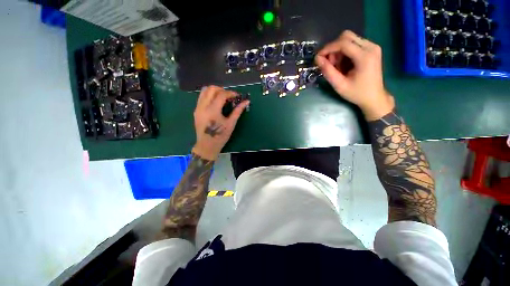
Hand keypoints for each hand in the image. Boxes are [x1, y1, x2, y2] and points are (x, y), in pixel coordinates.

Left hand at [192, 86, 249, 159]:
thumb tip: (246, 102)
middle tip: (229, 96)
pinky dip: (209, 96)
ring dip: (214, 91)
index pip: (221, 94)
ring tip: (222, 98)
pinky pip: (201, 97)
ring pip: (204, 91)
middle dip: (222, 89)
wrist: (206, 146)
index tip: (237, 96)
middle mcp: (203, 106)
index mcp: (212, 110)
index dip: (231, 93)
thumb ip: (238, 111)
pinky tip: (215, 103)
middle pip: (211, 89)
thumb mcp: (231, 124)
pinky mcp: (196, 110)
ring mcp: (198, 108)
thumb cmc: (220, 136)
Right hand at [315, 30, 394, 120]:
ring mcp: (372, 46)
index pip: (343, 43)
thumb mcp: (339, 85)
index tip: (318, 57)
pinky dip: (345, 52)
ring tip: (337, 66)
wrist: (374, 98)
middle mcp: (371, 46)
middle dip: (334, 48)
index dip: (328, 48)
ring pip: (350, 39)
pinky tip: (344, 64)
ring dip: (339, 51)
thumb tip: (317, 59)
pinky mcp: (371, 49)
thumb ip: (328, 71)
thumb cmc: (357, 94)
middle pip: (347, 37)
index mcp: (365, 56)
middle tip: (329, 63)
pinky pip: (354, 44)